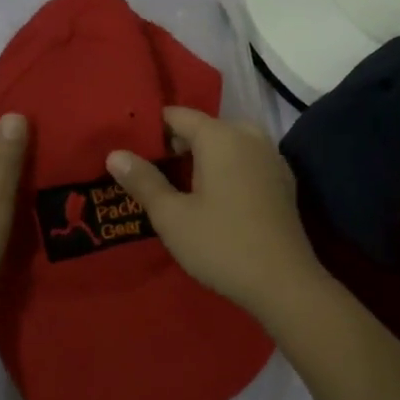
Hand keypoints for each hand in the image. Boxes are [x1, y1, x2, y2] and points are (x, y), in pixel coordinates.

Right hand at [105, 107, 330, 323]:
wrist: (284, 283)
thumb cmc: (221, 244)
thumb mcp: (172, 216)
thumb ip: (143, 180)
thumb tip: (115, 154)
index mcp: (221, 136)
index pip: (178, 116)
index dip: (151, 129)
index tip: (129, 148)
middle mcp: (249, 136)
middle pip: (205, 128)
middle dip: (177, 144)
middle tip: (149, 171)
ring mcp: (271, 158)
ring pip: (228, 144)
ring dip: (203, 157)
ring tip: (177, 185)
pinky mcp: (282, 181)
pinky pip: (246, 161)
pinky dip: (226, 169)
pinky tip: (214, 198)